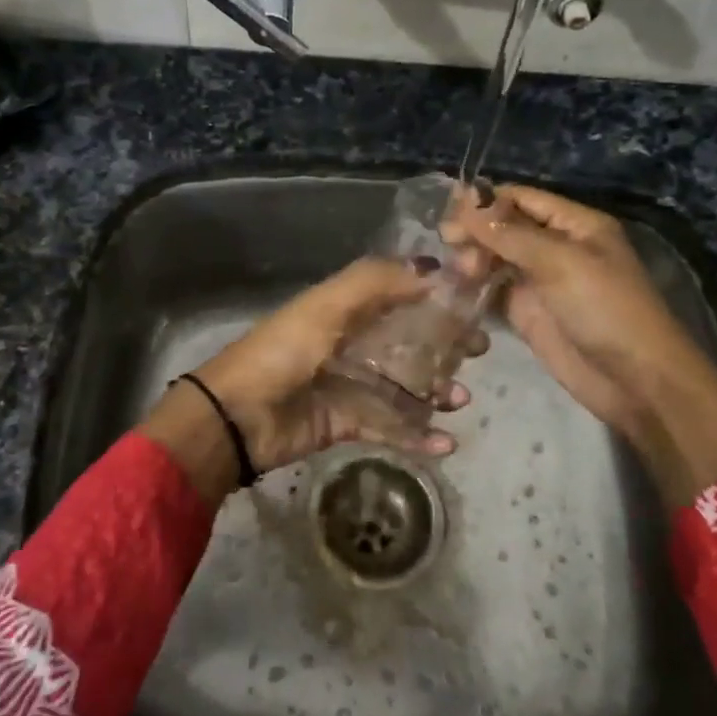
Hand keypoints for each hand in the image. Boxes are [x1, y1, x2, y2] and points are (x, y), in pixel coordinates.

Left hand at [140, 257, 480, 506]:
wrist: (238, 416)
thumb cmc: (284, 351)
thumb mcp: (327, 305)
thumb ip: (377, 282)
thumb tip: (434, 270)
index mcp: (345, 308)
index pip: (400, 294)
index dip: (436, 296)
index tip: (474, 302)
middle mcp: (352, 342)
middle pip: (409, 340)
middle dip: (446, 345)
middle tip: (478, 352)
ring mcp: (351, 384)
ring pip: (406, 385)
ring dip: (438, 392)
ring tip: (460, 400)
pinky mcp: (348, 422)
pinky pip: (391, 427)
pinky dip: (419, 436)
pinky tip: (446, 445)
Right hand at [444, 185, 716, 509]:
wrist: (634, 381)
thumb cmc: (606, 310)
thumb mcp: (561, 263)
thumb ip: (510, 234)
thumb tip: (465, 204)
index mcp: (574, 224)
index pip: (521, 198)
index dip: (485, 201)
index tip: (450, 212)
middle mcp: (555, 246)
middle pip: (504, 227)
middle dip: (476, 231)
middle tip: (447, 242)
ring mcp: (539, 280)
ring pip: (494, 257)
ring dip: (472, 258)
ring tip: (458, 272)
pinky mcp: (526, 312)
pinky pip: (493, 290)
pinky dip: (473, 286)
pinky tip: (453, 287)